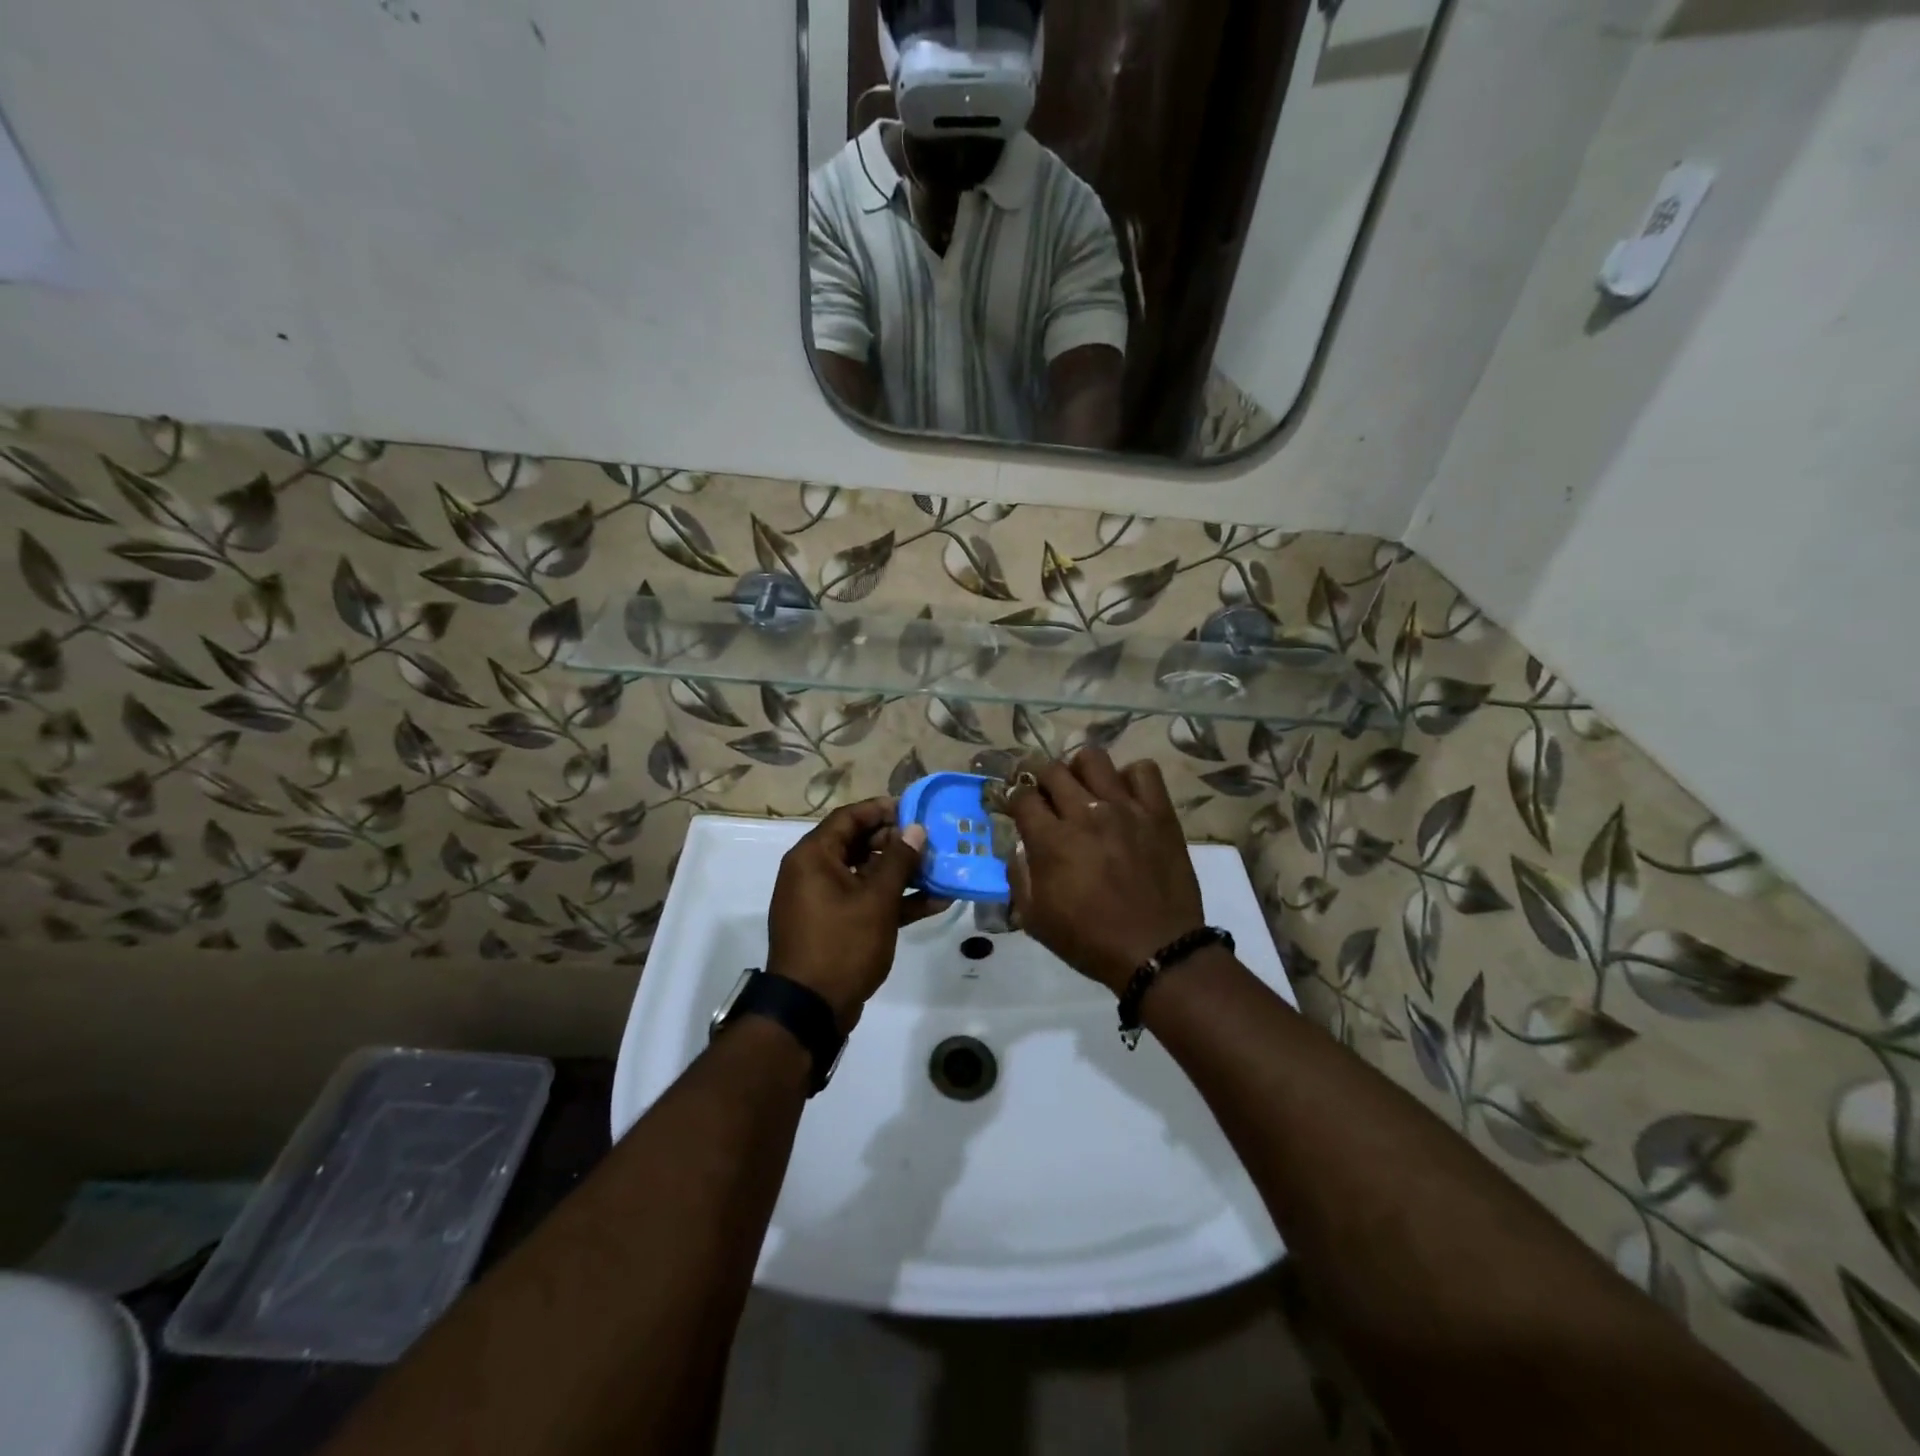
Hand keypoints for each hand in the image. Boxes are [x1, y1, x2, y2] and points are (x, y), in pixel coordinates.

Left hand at [767, 798, 948, 1030]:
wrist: (810, 1010)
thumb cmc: (841, 945)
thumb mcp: (876, 900)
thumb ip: (898, 861)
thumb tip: (915, 829)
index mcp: (813, 856)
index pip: (849, 817)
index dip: (883, 810)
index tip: (916, 811)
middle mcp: (813, 871)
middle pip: (858, 843)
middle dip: (898, 843)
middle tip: (933, 843)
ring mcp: (823, 900)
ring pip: (866, 873)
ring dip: (901, 873)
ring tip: (940, 869)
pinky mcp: (834, 924)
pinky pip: (864, 901)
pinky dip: (893, 900)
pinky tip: (933, 902)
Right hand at [1005, 748, 1205, 994]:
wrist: (1157, 952)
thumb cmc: (1090, 940)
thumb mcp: (1035, 920)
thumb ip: (1018, 876)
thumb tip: (1018, 847)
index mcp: (1052, 841)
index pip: (1022, 796)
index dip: (1013, 796)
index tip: (1015, 803)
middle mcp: (1085, 814)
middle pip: (1052, 770)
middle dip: (1037, 775)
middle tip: (1041, 788)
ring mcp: (1125, 808)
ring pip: (1093, 759)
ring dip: (1079, 768)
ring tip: (1082, 785)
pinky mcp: (1158, 812)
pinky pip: (1143, 771)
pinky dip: (1129, 776)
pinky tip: (1124, 795)